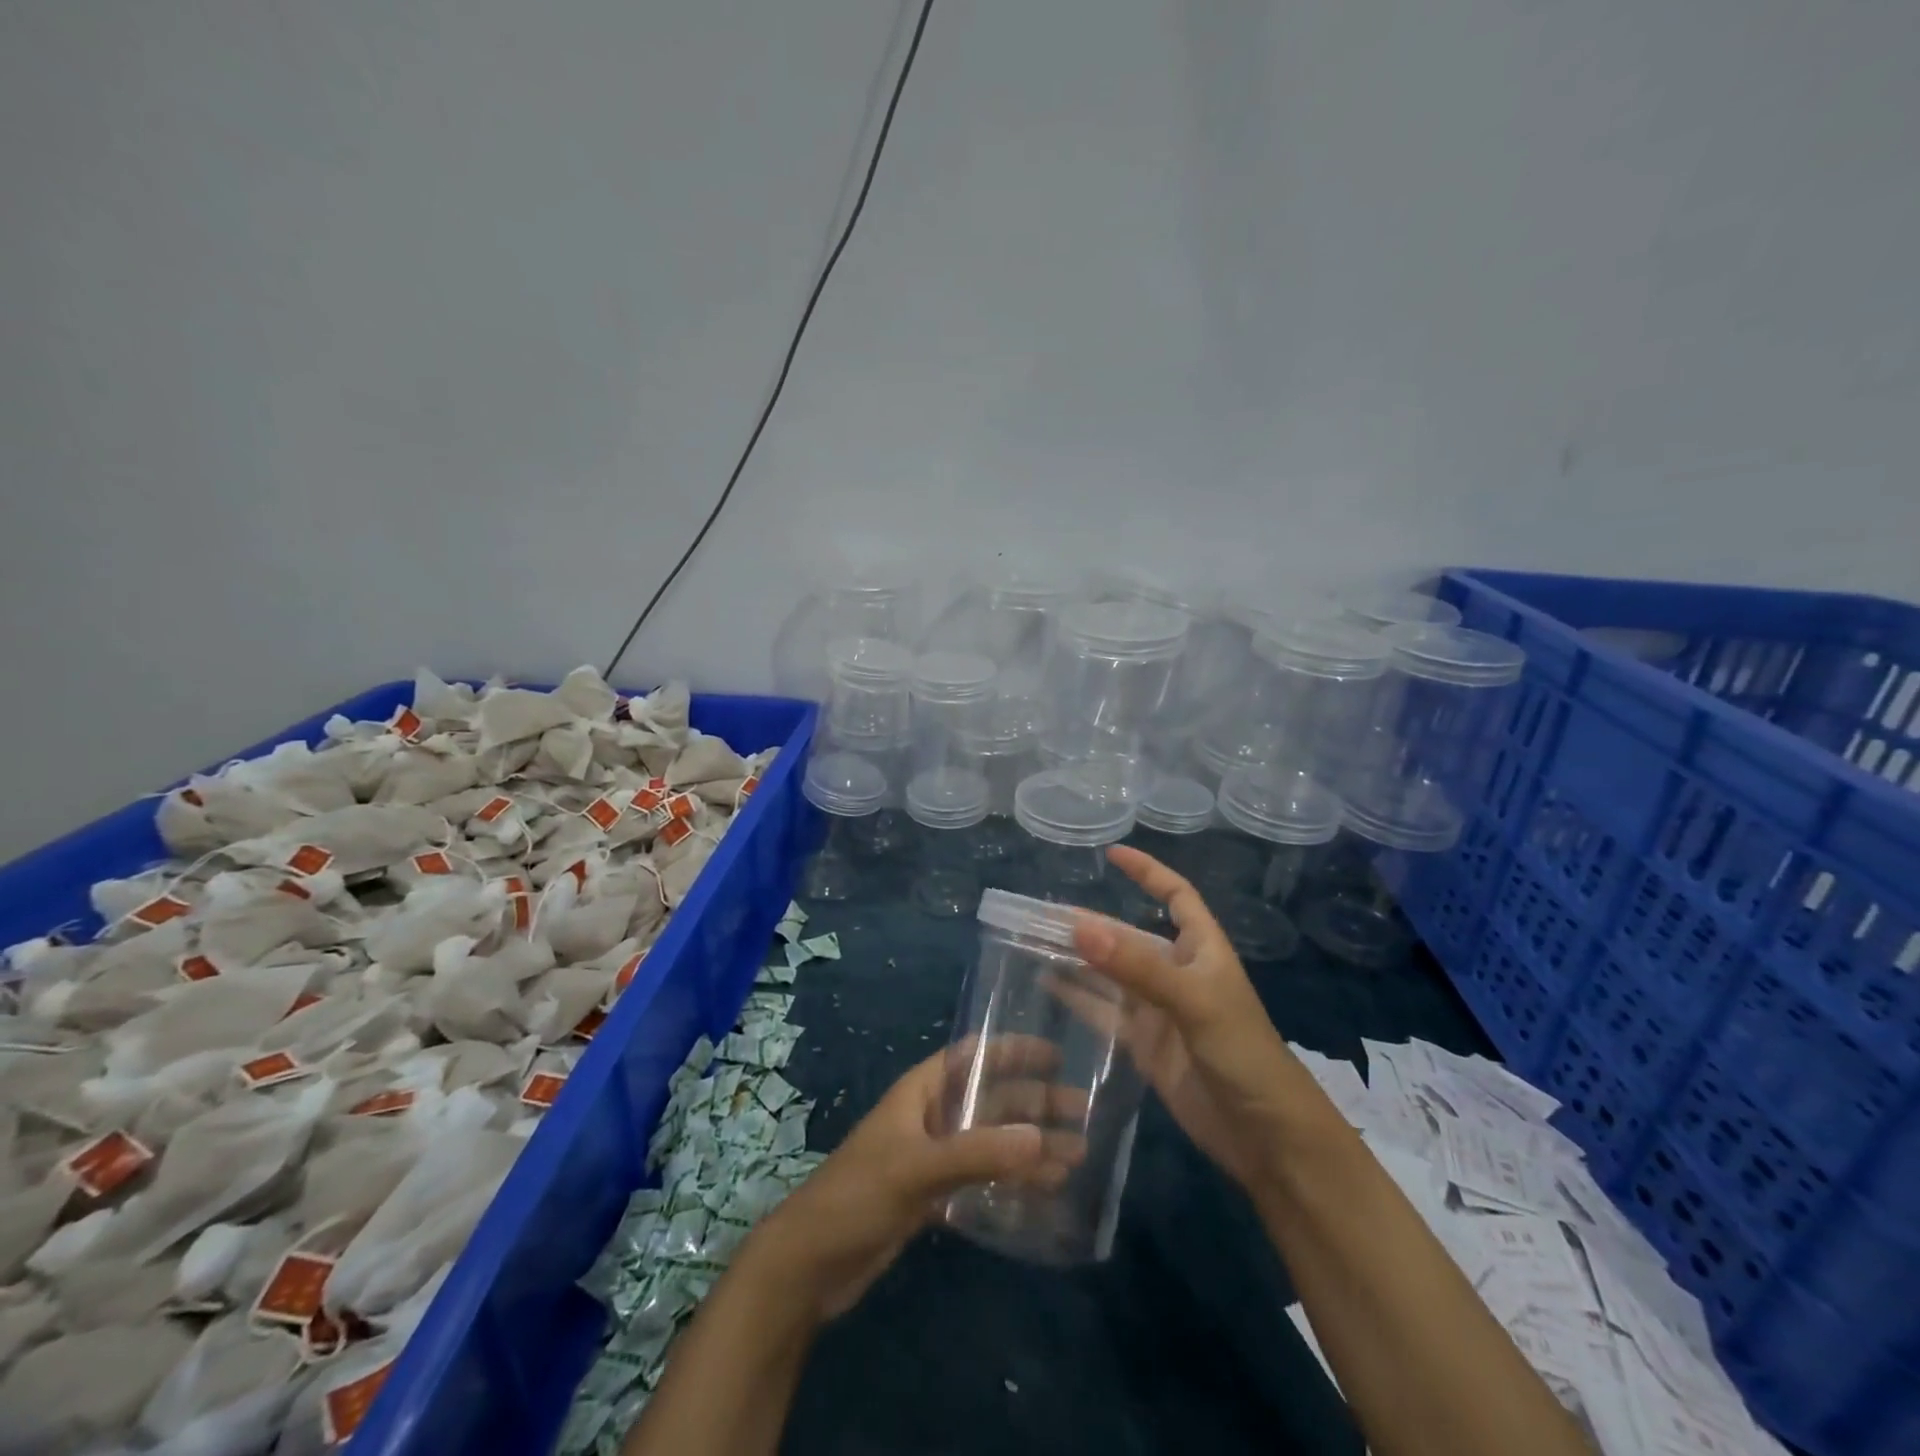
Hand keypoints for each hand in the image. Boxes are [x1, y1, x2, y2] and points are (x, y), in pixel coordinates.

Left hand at [754, 1048, 1066, 1320]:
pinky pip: (983, 1178)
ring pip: (991, 1141)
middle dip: (1034, 1104)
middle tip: (1082, 1112)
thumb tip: (1044, 1139)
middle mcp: (930, 1116)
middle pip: (990, 1100)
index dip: (1011, 1049)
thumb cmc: (858, 1195)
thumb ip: (979, 1154)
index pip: (971, 1056)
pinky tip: (1044, 1191)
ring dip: (1030, 1147)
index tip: (1055, 1053)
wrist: (811, 1264)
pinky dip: (1012, 1181)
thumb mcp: (917, 1168)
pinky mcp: (933, 1196)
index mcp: (920, 1091)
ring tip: (1077, 1156)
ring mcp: (932, 1157)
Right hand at [1067, 845, 1303, 1191]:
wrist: (1266, 1137)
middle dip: (1093, 923)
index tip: (1112, 855)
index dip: (1148, 872)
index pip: (1175, 896)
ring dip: (1079, 959)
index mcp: (1202, 949)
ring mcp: (1159, 1010)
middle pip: (1130, 936)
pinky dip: (1078, 997)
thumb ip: (1137, 967)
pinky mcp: (1144, 1044)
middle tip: (1042, 914)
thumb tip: (1080, 928)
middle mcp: (1178, 972)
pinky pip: (1105, 1012)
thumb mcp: (1194, 1003)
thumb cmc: (1243, 1054)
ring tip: (1034, 942)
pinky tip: (1048, 984)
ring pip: (1112, 973)